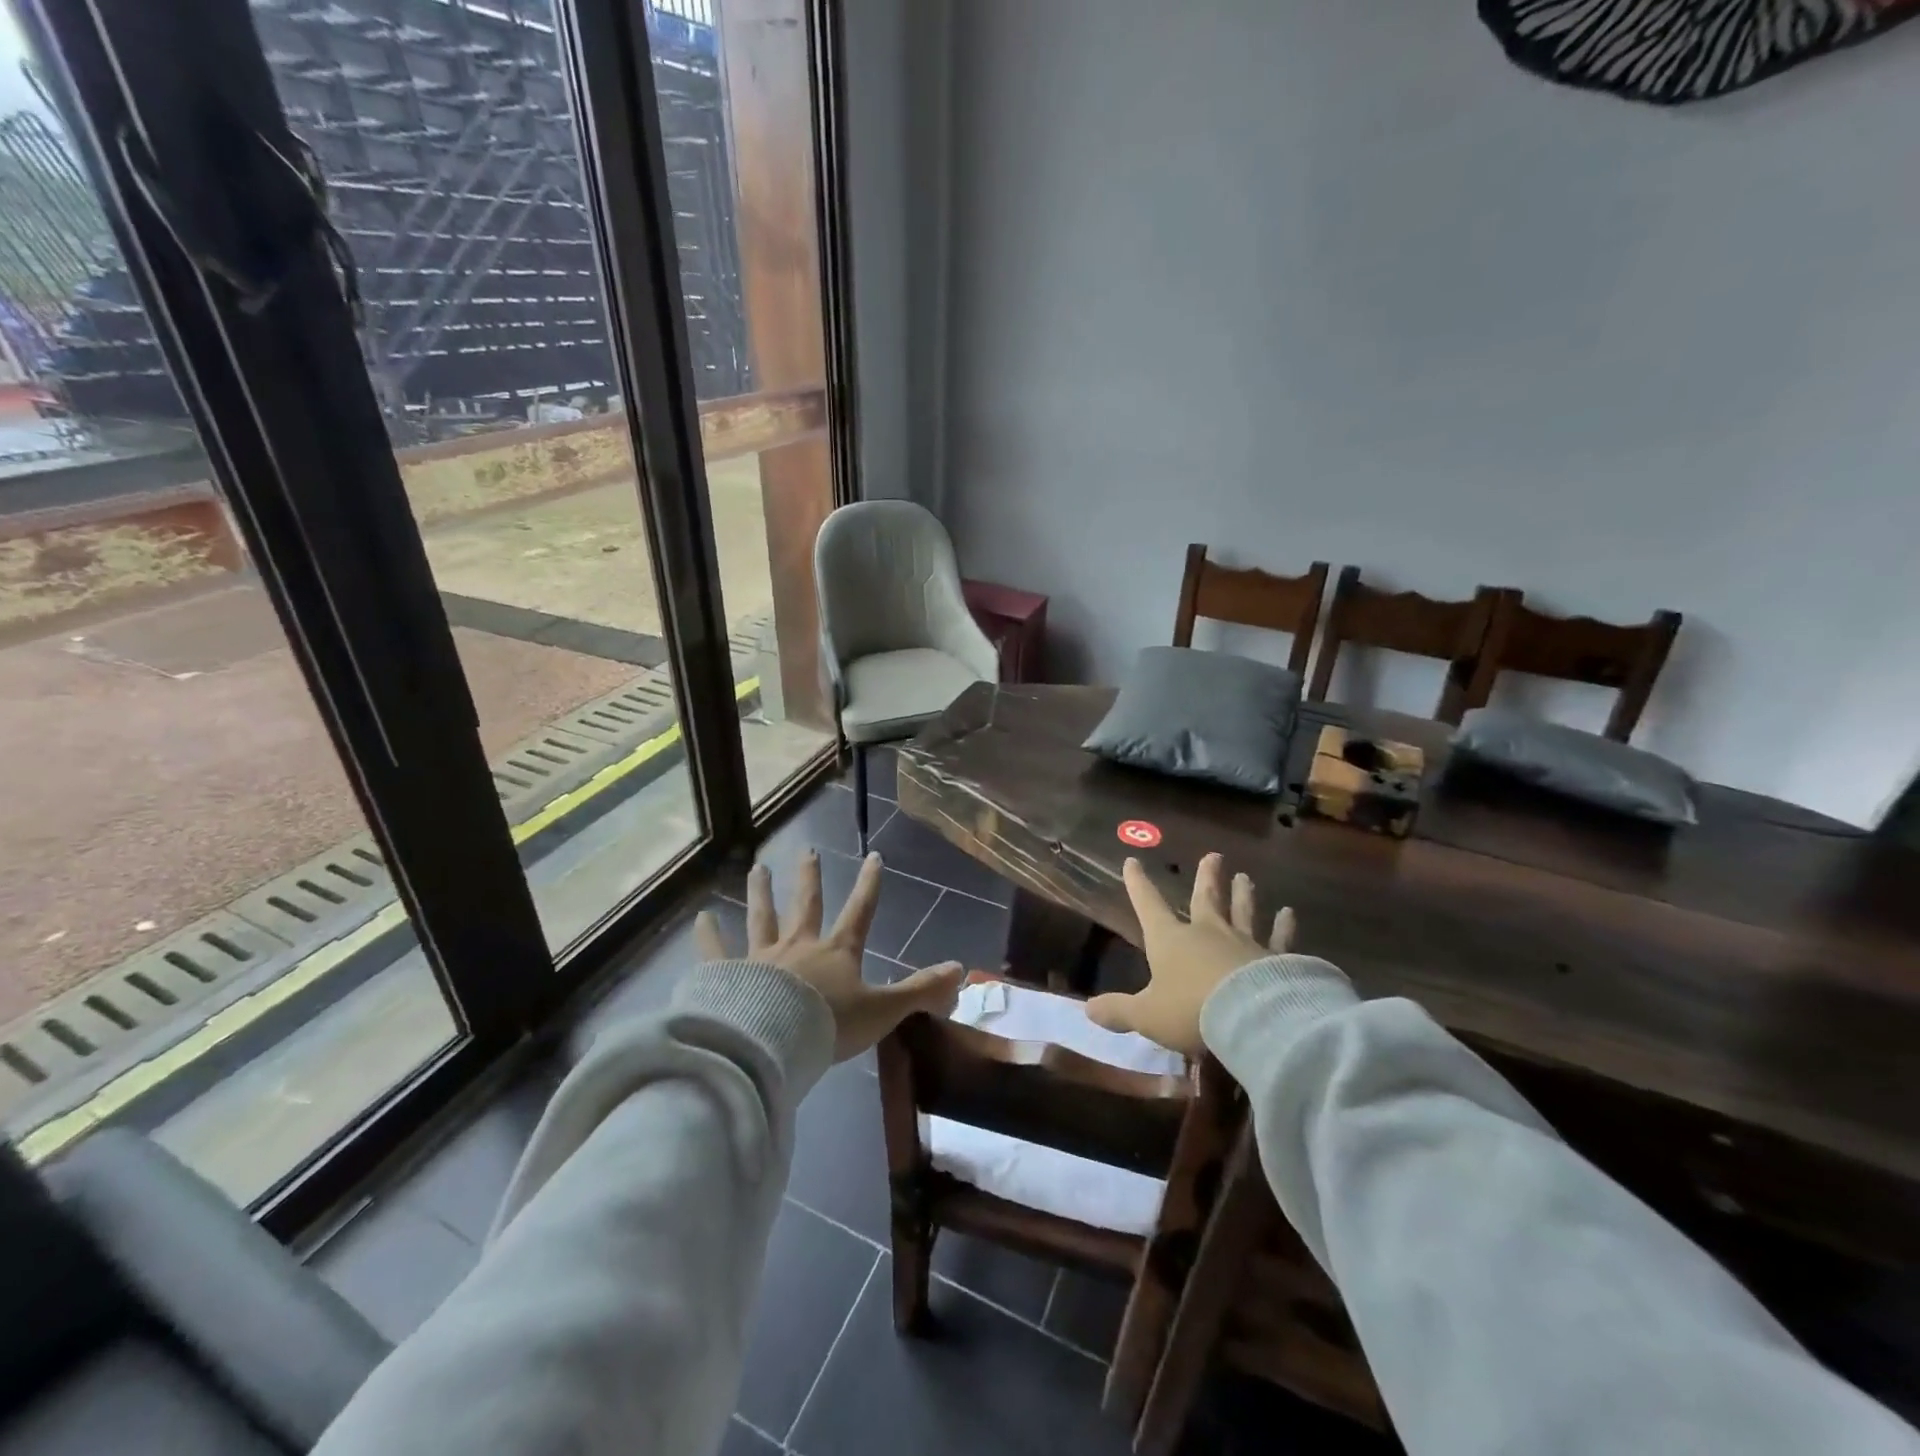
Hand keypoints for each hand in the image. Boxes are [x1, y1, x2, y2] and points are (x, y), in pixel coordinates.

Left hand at [695, 850, 964, 1061]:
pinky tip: (700, 918)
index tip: (873, 856)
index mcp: (837, 952)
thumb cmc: (831, 1025)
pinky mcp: (730, 976)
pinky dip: (708, 936)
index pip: (860, 911)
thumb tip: (961, 970)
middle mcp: (800, 946)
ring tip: (758, 868)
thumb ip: (921, 991)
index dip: (869, 884)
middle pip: (807, 905)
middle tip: (808, 851)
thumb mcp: (883, 1010)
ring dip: (761, 893)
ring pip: (763, 918)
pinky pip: (717, 953)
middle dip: (810, 878)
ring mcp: (762, 958)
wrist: (775, 1043)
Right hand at [1086, 852, 1293, 1056]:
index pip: (1148, 905)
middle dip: (1207, 877)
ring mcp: (1243, 942)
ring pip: (1242, 911)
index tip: (1132, 861)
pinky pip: (1279, 938)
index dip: (1138, 884)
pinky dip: (1284, 926)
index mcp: (1170, 940)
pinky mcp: (1275, 958)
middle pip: (1205, 898)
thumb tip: (1087, 1008)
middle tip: (1213, 855)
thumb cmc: (1190, 1011)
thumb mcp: (1147, 1015)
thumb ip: (1119, 1011)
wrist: (1251, 1017)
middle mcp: (1206, 932)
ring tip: (1245, 877)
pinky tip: (1289, 914)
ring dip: (1243, 894)